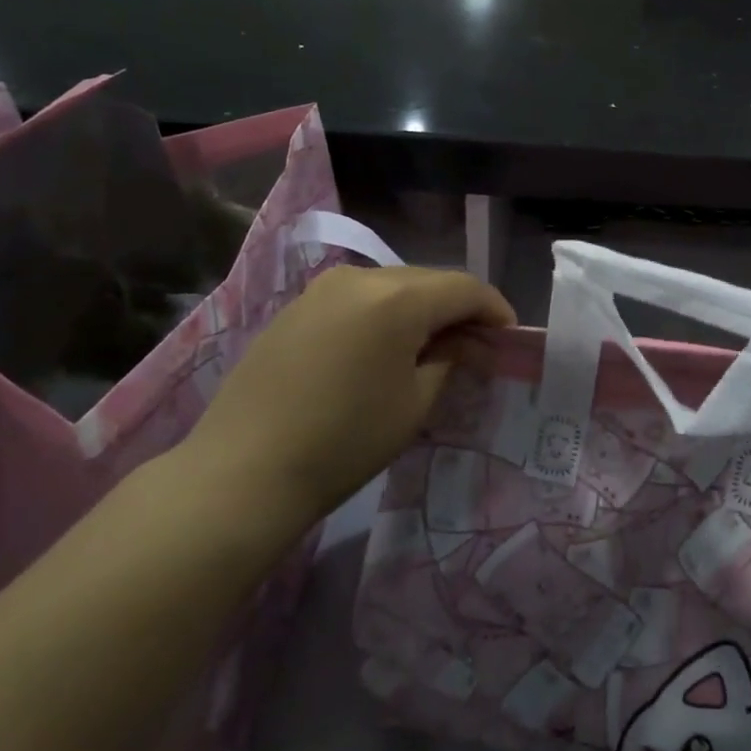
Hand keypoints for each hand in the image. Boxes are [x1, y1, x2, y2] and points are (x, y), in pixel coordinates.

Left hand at [183, 265, 514, 530]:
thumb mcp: (415, 402)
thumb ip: (450, 359)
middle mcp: (361, 278)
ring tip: (433, 345)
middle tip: (476, 343)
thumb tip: (463, 343)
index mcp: (397, 298)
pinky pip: (358, 298)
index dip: (495, 308)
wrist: (241, 473)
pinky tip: (385, 346)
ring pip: (393, 286)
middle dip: (459, 307)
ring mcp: (322, 289)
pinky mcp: (297, 307)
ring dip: (421, 308)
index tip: (510, 335)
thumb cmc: (344, 441)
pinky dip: (384, 313)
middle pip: (429, 280)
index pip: (464, 288)